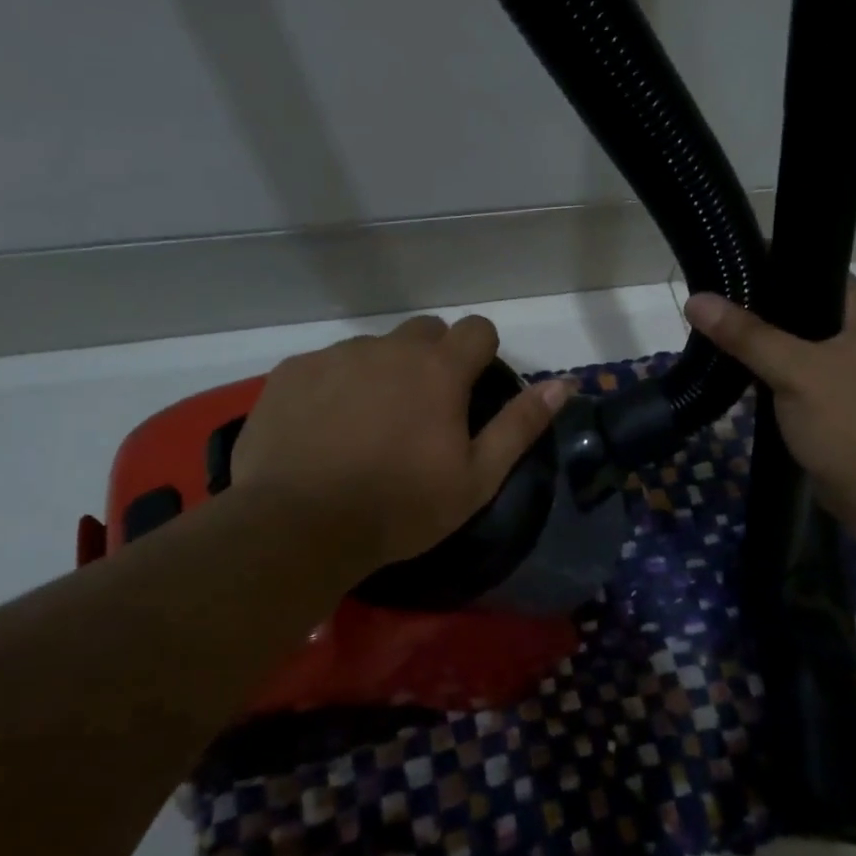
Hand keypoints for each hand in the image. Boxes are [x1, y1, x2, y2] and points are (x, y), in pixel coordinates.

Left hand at [226, 314, 569, 586]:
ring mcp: (336, 355)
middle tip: (422, 411)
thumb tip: (564, 383)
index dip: (481, 355)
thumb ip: (521, 425)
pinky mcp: (291, 372)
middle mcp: (389, 348)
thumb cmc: (401, 506)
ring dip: (382, 373)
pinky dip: (334, 386)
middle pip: (425, 332)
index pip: (477, 329)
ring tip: (367, 426)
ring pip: (373, 348)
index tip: (471, 391)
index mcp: (439, 369)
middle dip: (432, 359)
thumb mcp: (477, 477)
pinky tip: (324, 429)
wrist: (300, 526)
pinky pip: (326, 365)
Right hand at [684, 277, 855, 536]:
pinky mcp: (843, 404)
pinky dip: (776, 374)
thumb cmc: (850, 424)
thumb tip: (696, 299)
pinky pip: (803, 376)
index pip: (820, 272)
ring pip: (803, 346)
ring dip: (767, 346)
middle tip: (714, 307)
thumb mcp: (795, 373)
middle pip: (807, 310)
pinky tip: (742, 375)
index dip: (776, 268)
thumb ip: (746, 335)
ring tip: (718, 335)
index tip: (728, 271)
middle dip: (762, 311)